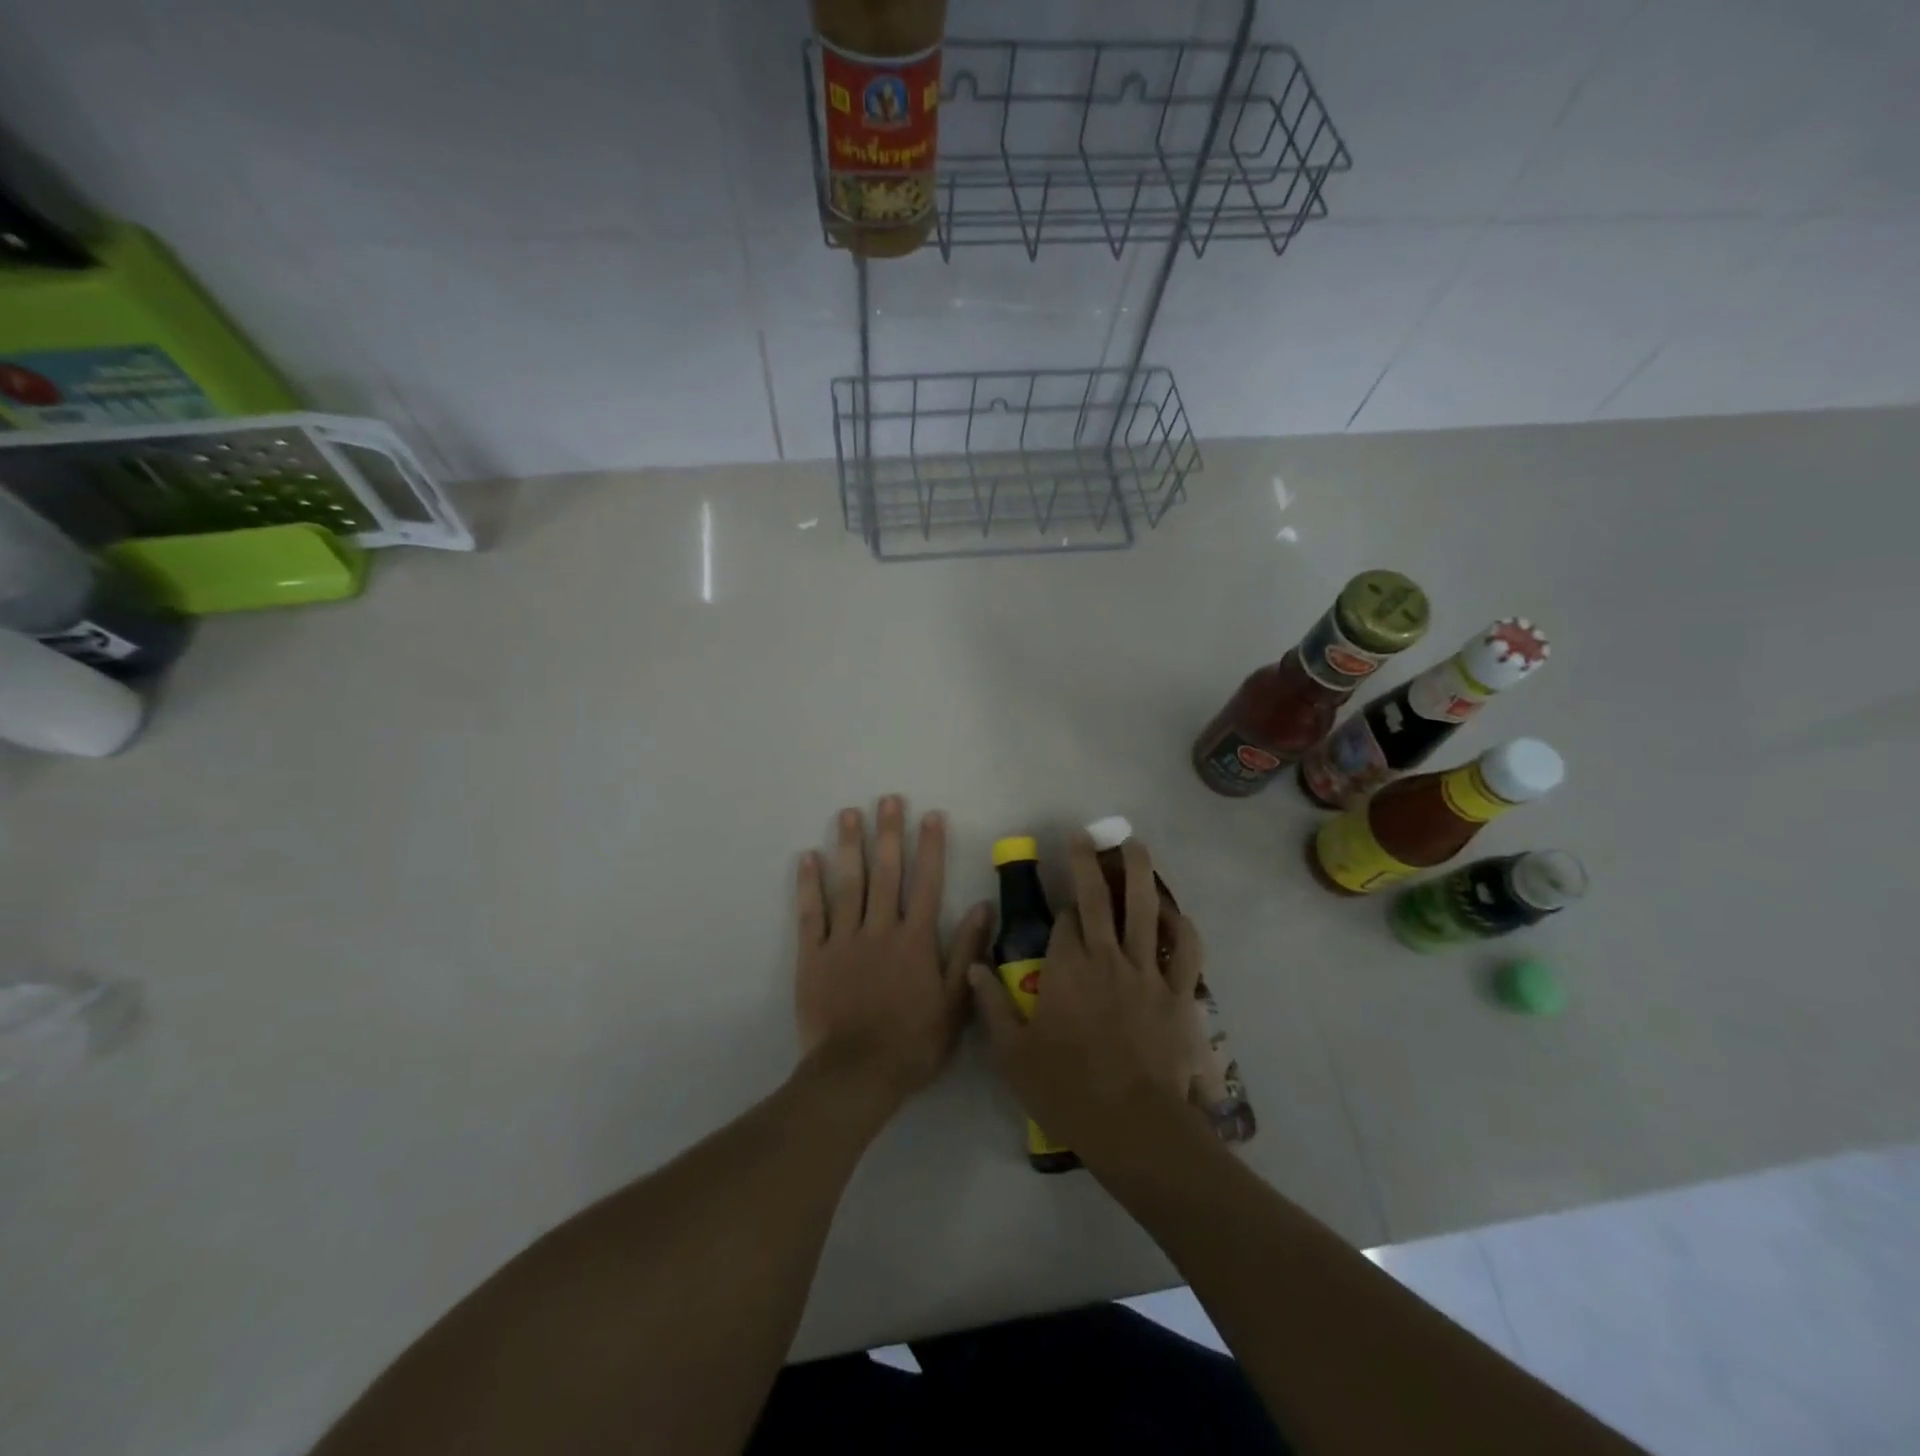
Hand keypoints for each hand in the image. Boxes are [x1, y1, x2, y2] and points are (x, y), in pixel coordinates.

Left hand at [795, 797, 990, 1111]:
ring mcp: (844, 940)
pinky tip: (808, 857)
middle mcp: (880, 929)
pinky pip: (811, 914)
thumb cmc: (912, 1042)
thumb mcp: (954, 1002)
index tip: (931, 816)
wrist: (857, 1074)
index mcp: (915, 939)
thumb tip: (984, 906)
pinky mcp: (813, 956)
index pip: (927, 883)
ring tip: (849, 814)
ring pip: (848, 884)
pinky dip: (809, 885)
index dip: (931, 848)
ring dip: (849, 847)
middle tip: (887, 799)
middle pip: (886, 873)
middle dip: (888, 834)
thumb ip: (966, 951)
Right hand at [970, 832, 1205, 1168]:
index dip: (1061, 909)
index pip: (1064, 921)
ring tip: (1133, 844)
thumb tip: (973, 966)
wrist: (1132, 1126)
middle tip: (1085, 835)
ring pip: (1143, 910)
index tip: (1060, 906)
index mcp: (1066, 969)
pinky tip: (1173, 911)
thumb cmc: (1066, 1089)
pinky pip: (1185, 951)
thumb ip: (990, 1004)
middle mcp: (1105, 958)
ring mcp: (1146, 973)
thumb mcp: (1012, 1053)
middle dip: (1088, 862)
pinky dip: (1181, 926)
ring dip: (1138, 872)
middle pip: (1098, 898)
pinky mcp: (1177, 994)